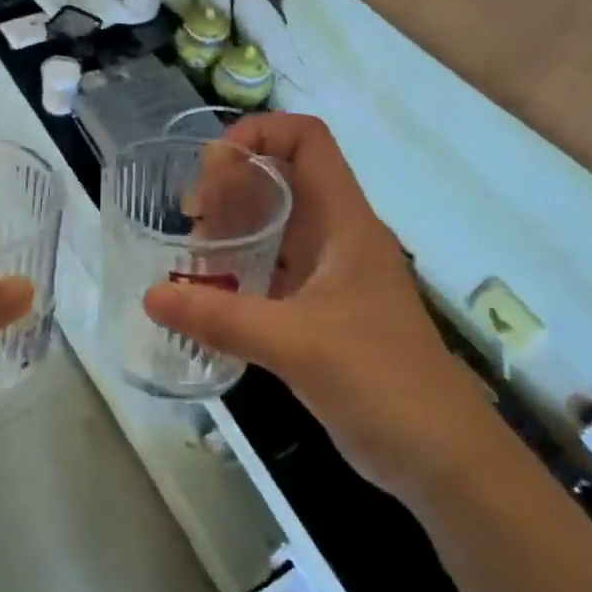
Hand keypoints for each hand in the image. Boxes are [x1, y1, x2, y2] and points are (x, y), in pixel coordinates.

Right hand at [144, 114, 503, 503]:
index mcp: (345, 222)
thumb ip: (221, 319)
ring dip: (233, 228)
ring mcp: (331, 274)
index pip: (307, 140)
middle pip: (282, 177)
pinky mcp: (322, 310)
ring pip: (276, 225)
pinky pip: (274, 269)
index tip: (212, 168)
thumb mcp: (296, 345)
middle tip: (191, 218)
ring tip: (192, 255)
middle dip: (232, 184)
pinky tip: (209, 294)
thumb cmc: (381, 382)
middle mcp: (338, 236)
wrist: (441, 457)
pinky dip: (239, 270)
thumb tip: (150, 296)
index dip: (259, 134)